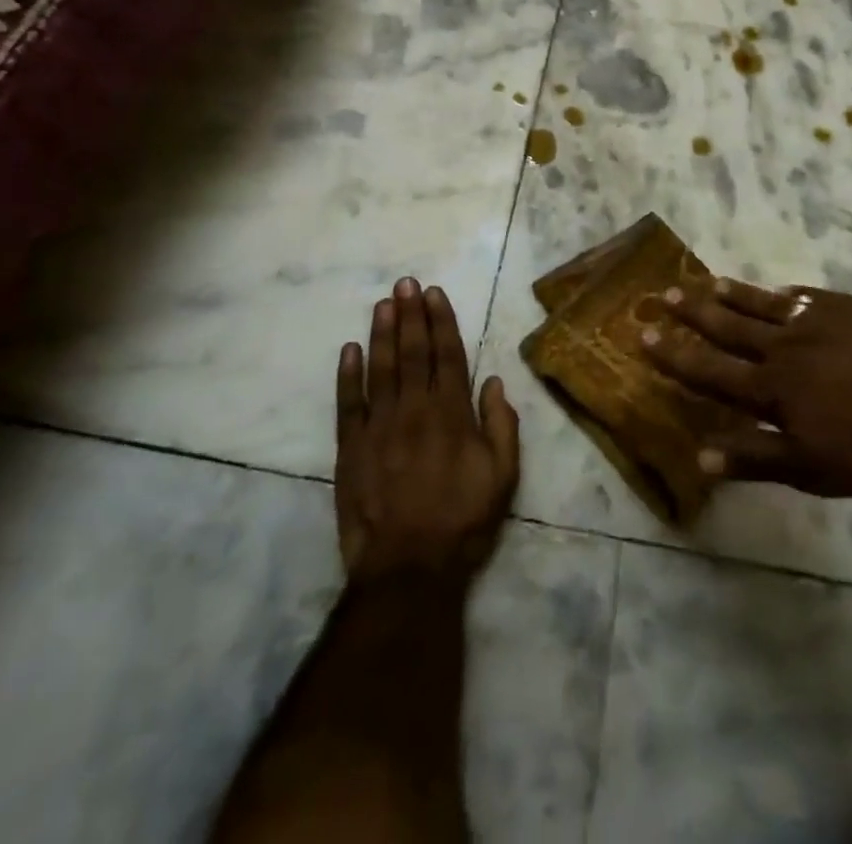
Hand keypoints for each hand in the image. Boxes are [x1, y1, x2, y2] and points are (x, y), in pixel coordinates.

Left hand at [335, 278, 520, 584]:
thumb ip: (502, 425)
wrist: (408, 568)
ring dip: (381, 332)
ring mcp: (379, 426)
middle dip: (410, 314)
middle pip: (413, 352)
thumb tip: (492, 381)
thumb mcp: (503, 476)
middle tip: (405, 283)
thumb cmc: (462, 521)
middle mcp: (415, 409)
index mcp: (453, 413)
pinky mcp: (351, 447)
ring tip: (382, 303)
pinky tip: (350, 349)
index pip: (448, 355)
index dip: (441, 321)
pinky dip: (348, 374)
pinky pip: (348, 402)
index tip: (433, 293)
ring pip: (381, 368)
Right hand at [642, 279, 851, 496]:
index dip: (676, 357)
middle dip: (693, 315)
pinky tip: (778, 289)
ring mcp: (817, 322)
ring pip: (761, 306)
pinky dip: (781, 293)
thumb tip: (700, 456)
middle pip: (729, 329)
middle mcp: (784, 348)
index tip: (644, 336)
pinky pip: (803, 297)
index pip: (711, 372)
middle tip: (664, 295)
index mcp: (773, 389)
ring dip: (729, 296)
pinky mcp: (848, 309)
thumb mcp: (818, 468)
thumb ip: (758, 459)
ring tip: (703, 282)